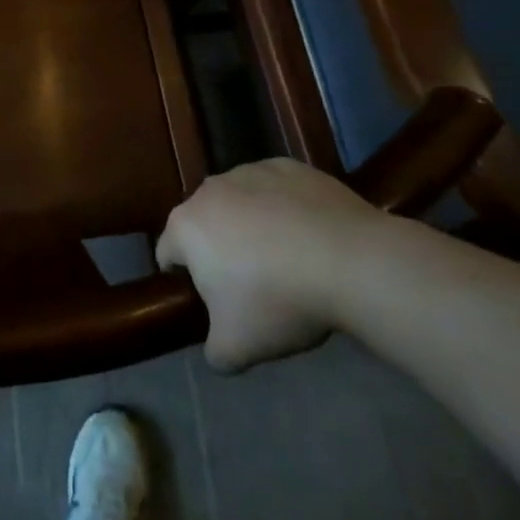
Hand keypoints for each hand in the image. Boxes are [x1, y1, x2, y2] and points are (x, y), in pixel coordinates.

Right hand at [157, 158, 384, 371]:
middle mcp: (209, 189)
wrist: (353, 262)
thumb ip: (214, 352)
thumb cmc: (279, 301)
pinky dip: (284, 209)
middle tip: (253, 287)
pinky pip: (276, 190)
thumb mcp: (237, 348)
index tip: (215, 305)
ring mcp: (250, 171)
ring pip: (239, 203)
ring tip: (288, 261)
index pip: (167, 254)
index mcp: (186, 226)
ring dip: (251, 226)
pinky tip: (311, 237)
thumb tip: (218, 349)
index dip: (186, 282)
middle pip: (204, 225)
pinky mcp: (290, 167)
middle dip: (220, 251)